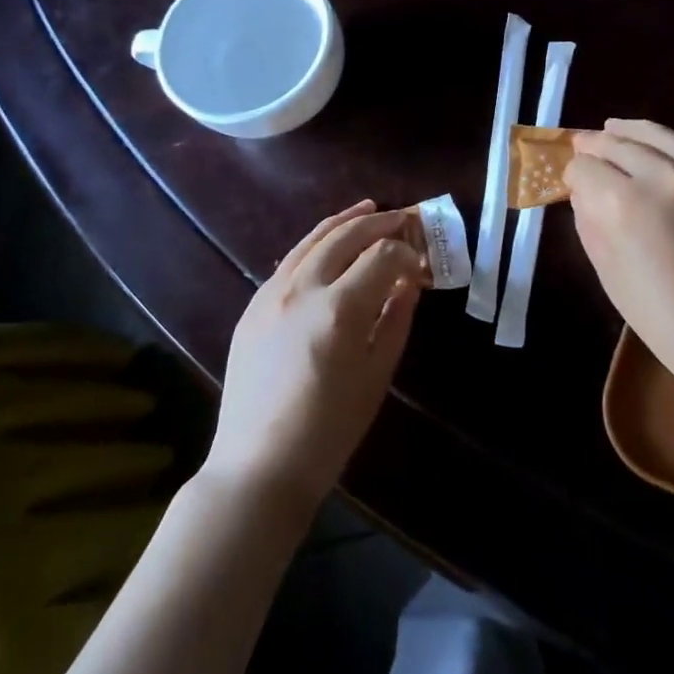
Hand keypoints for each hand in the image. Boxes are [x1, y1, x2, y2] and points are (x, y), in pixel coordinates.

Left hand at [209, 202, 422, 513]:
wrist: (260, 464)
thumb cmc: (330, 429)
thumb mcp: (376, 374)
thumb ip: (395, 320)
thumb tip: (409, 283)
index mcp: (338, 309)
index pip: (382, 256)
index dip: (407, 254)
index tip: (421, 267)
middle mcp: (302, 289)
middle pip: (345, 235)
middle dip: (379, 222)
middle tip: (403, 219)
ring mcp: (270, 294)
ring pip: (311, 240)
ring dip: (344, 221)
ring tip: (368, 209)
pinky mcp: (252, 306)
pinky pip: (289, 261)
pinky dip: (315, 244)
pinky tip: (328, 245)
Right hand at [566, 119, 673, 404]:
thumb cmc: (662, 317)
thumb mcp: (607, 271)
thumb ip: (589, 221)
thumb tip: (583, 190)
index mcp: (624, 203)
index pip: (585, 167)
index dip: (573, 173)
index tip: (572, 182)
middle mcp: (664, 175)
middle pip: (618, 142)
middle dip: (596, 145)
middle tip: (585, 146)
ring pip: (659, 134)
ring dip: (631, 132)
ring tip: (615, 129)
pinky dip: (672, 149)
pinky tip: (664, 155)